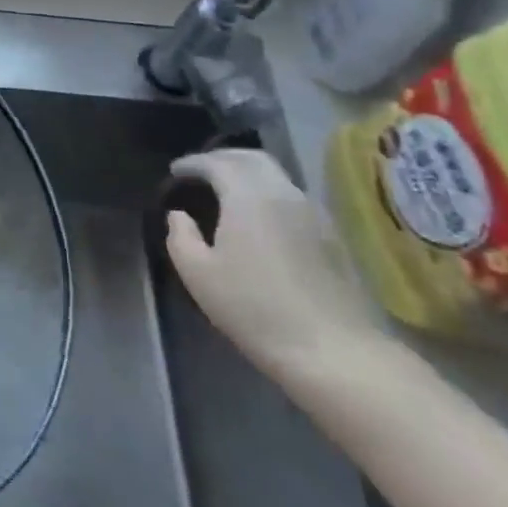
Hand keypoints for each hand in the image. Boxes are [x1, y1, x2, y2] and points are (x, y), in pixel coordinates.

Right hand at [165, 148, 391, 389]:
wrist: (332, 349)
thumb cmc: (254, 308)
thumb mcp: (198, 274)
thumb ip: (181, 237)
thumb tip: (179, 216)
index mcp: (248, 197)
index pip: (217, 163)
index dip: (193, 163)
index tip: (175, 171)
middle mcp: (284, 193)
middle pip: (253, 158)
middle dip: (224, 157)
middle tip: (201, 169)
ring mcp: (314, 213)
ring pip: (277, 176)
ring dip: (249, 174)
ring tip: (228, 190)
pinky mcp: (332, 235)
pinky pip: (292, 197)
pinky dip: (268, 192)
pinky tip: (259, 215)